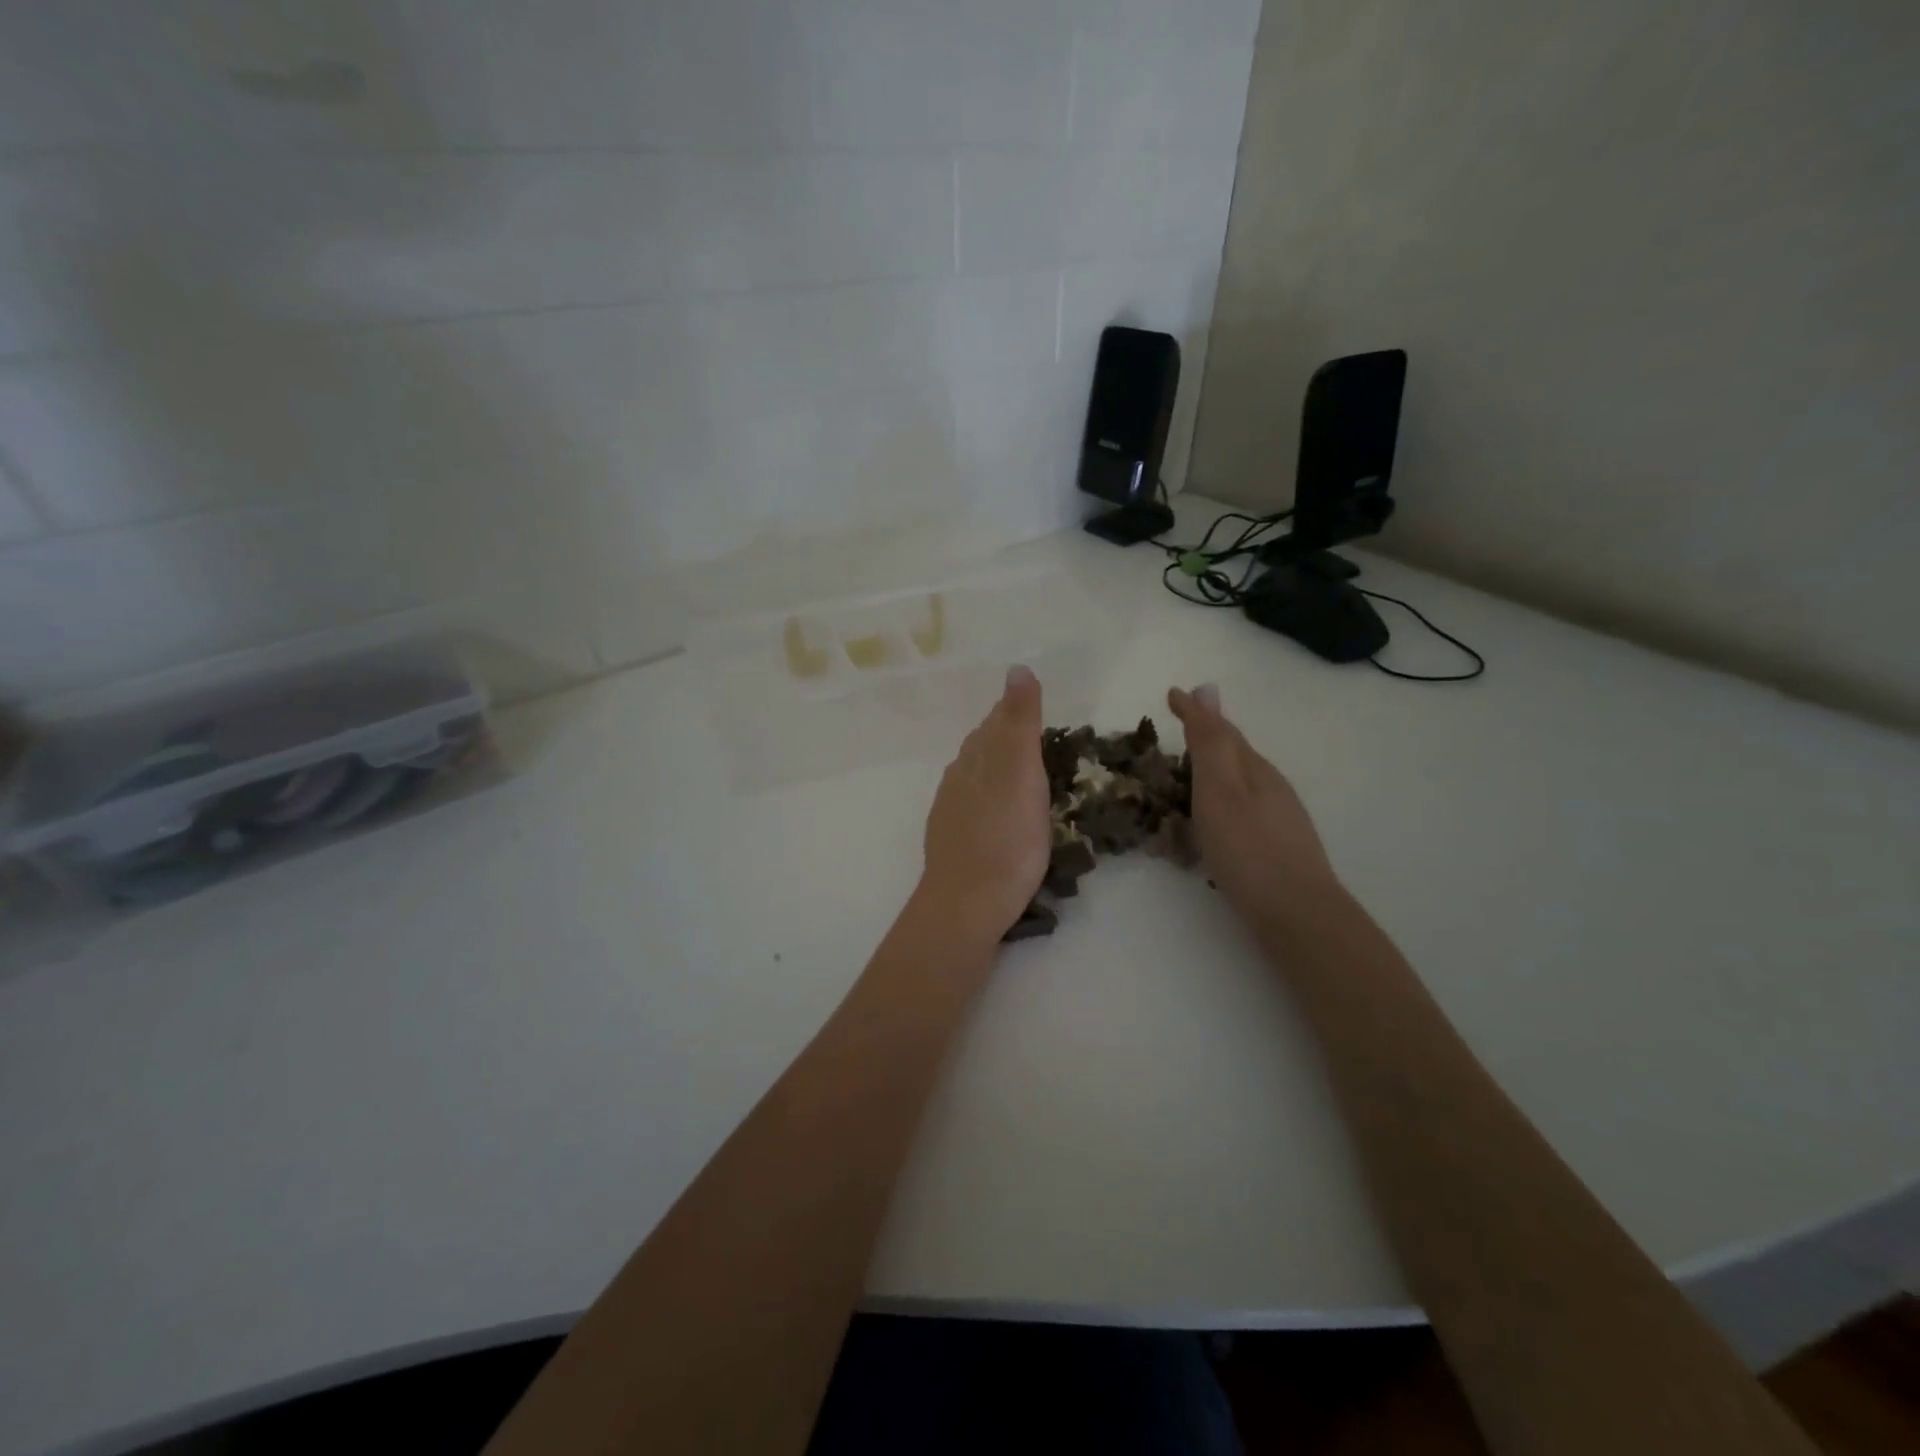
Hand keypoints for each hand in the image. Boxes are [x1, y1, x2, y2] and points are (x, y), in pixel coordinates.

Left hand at [919, 665, 1051, 940]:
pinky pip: (971, 803)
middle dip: (1006, 736)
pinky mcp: (952, 838)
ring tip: (1022, 774)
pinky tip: (998, 812)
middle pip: (983, 745)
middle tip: (1037, 739)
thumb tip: (1017, 668)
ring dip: (996, 767)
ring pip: (975, 774)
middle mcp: (959, 776)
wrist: (967, 903)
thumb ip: (1019, 722)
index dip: (1016, 712)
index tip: (1038, 709)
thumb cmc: (1006, 838)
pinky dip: (989, 797)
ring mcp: (951, 809)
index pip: (996, 721)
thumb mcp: (1021, 773)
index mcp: (977, 757)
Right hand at [1168, 683, 1339, 926]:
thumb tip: (1205, 688)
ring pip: (1238, 785)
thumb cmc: (1248, 849)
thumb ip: (1210, 743)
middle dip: (1205, 740)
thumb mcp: (1219, 790)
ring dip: (1211, 775)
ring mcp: (1277, 818)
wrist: (1298, 914)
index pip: (1220, 730)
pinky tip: (1210, 828)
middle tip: (1177, 732)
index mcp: (1253, 769)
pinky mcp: (1276, 847)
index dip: (1195, 712)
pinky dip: (1218, 809)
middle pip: (1233, 755)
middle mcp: (1269, 787)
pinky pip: (1239, 813)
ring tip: (1185, 780)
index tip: (1171, 695)